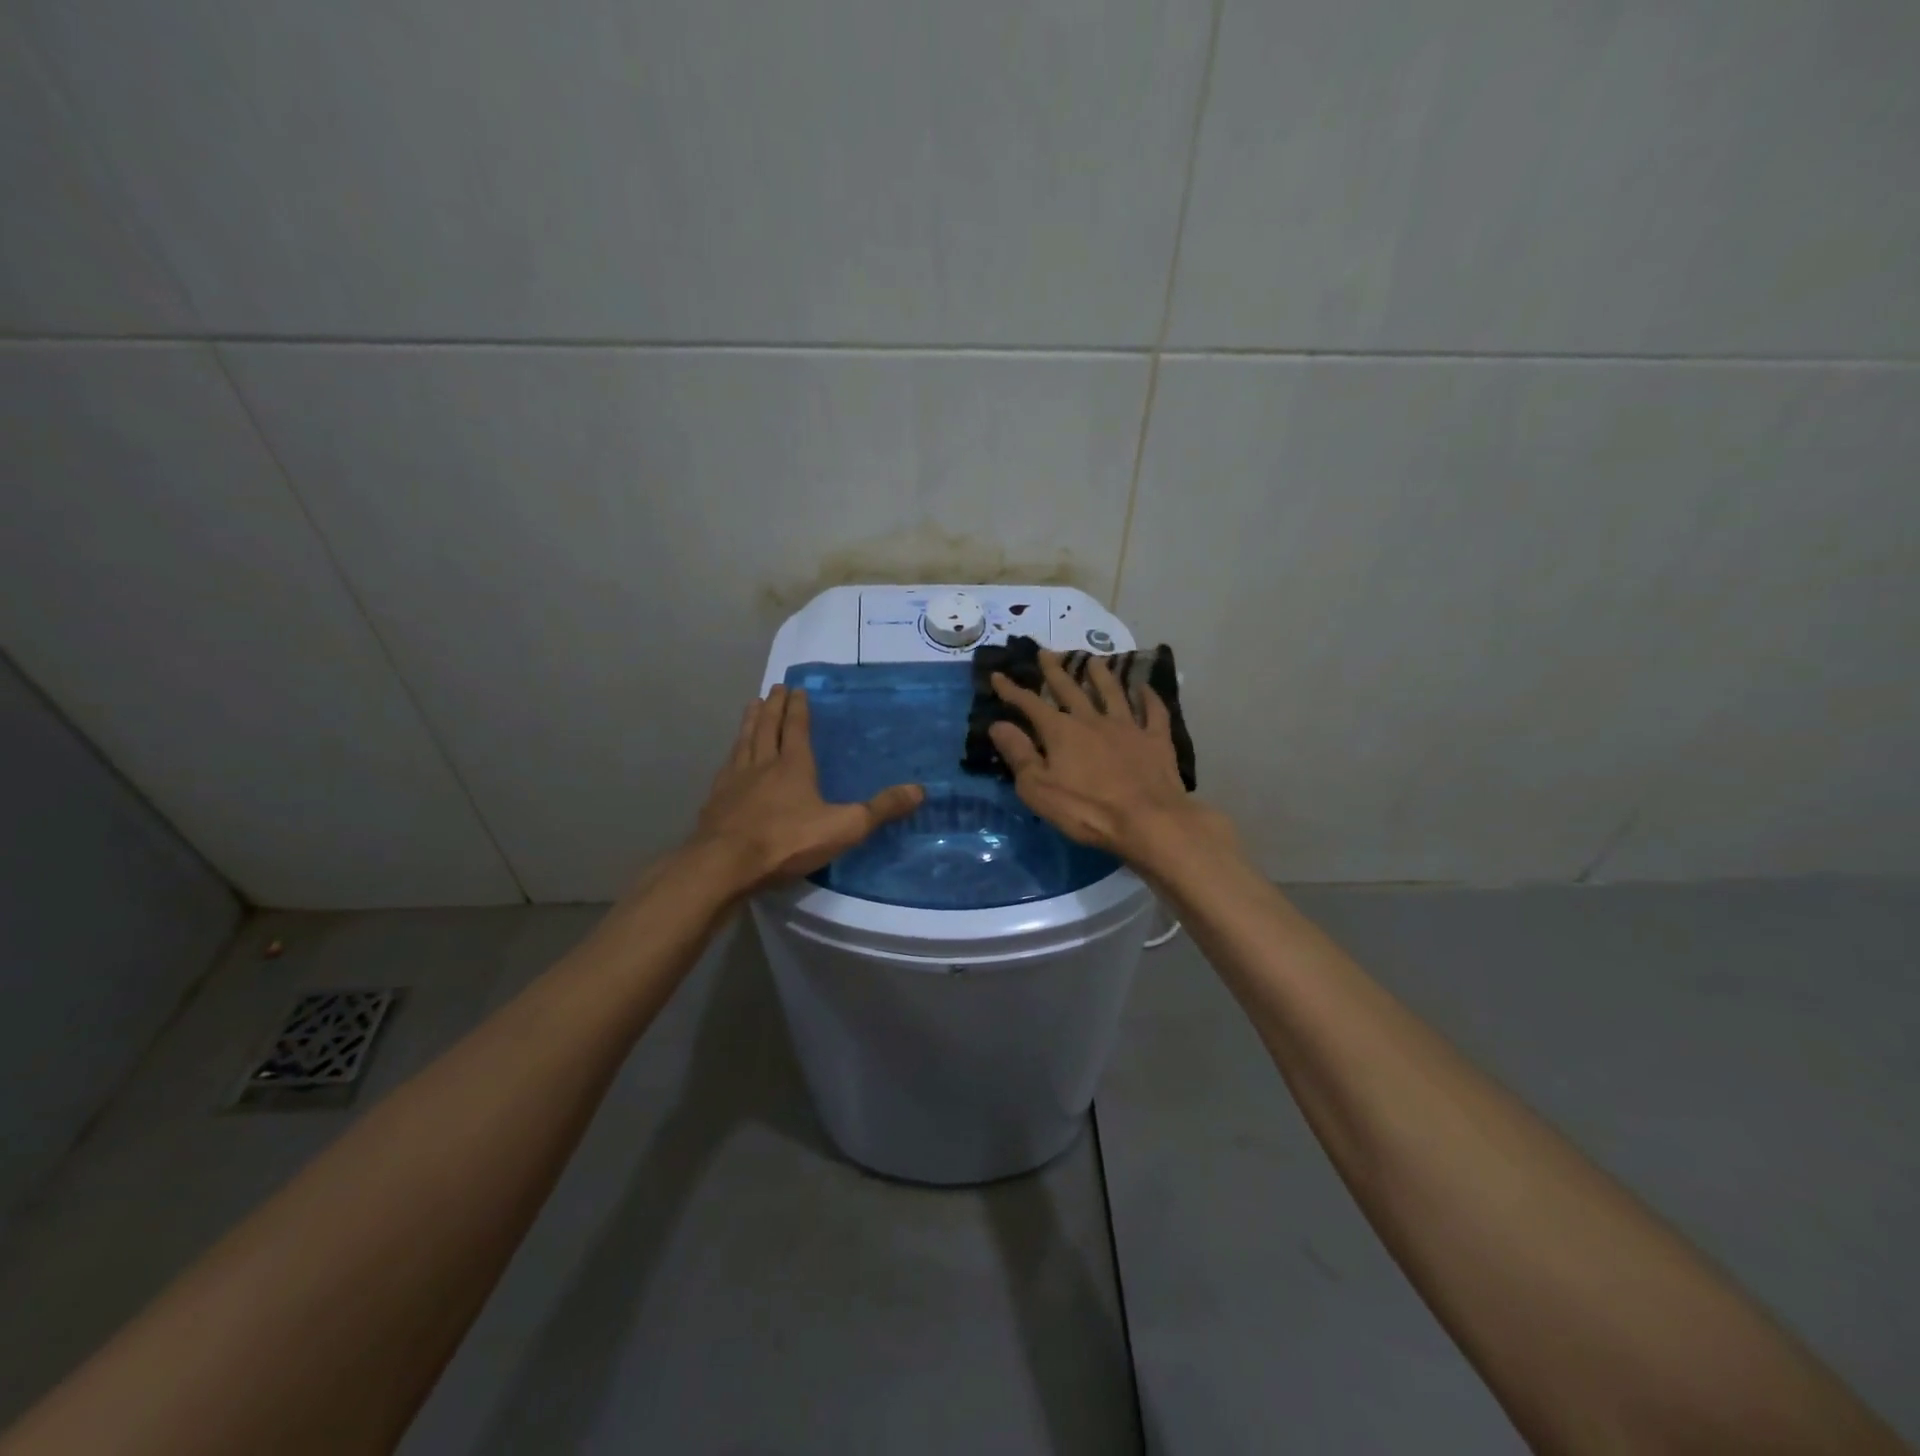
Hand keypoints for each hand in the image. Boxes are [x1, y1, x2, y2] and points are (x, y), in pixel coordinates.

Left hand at [690, 684, 924, 890]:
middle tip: (775, 688)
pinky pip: (726, 766)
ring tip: (752, 705)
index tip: (797, 689)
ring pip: (744, 741)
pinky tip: (730, 757)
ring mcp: (734, 781)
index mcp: (794, 766)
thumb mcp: (844, 827)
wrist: (725, 864)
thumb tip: (920, 790)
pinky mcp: (715, 800)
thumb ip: (880, 809)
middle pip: (767, 727)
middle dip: (774, 706)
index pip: (797, 729)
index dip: (799, 708)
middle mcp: (762, 764)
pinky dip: (732, 753)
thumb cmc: (787, 841)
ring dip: (750, 721)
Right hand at [989, 653, 1231, 866]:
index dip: (1012, 690)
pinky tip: (1146, 688)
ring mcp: (1128, 727)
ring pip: (1112, 692)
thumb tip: (998, 725)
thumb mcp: (1039, 788)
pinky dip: (1149, 697)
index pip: (1030, 704)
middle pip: (1071, 690)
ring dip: (1101, 675)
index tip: (998, 675)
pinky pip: (1153, 711)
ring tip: (1093, 660)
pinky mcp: (1156, 740)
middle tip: (1046, 652)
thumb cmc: (1086, 810)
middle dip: (1055, 671)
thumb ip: (1019, 754)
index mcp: (1061, 732)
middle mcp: (1092, 720)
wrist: (1148, 820)